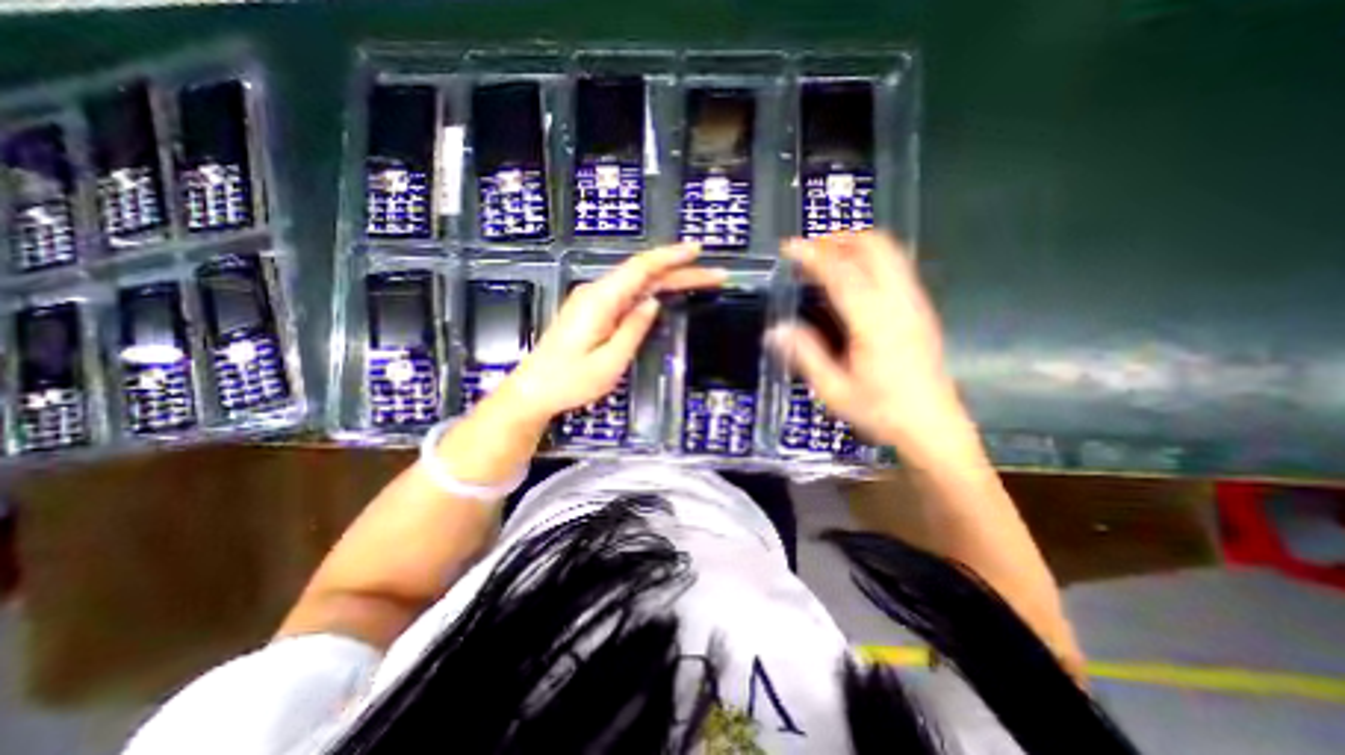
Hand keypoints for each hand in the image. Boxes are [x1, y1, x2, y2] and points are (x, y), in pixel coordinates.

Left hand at [497, 244, 725, 422]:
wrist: (533, 390)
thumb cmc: (570, 382)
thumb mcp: (608, 363)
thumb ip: (632, 330)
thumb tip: (653, 302)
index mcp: (600, 301)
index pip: (640, 268)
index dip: (671, 256)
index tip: (697, 251)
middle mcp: (597, 293)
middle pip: (644, 274)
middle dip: (680, 271)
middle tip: (715, 276)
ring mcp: (593, 301)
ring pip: (638, 283)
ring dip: (669, 280)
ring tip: (700, 281)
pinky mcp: (593, 311)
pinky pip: (628, 294)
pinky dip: (652, 289)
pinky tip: (667, 292)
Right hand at [767, 233, 965, 451]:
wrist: (933, 427)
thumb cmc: (881, 411)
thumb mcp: (834, 390)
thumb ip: (805, 355)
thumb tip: (776, 330)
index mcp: (874, 322)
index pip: (841, 273)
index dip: (812, 255)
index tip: (789, 248)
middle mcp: (899, 302)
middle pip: (875, 247)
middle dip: (840, 239)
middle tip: (810, 249)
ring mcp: (915, 303)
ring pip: (891, 252)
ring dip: (857, 245)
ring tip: (828, 257)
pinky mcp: (921, 309)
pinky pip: (897, 267)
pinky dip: (871, 259)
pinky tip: (854, 278)